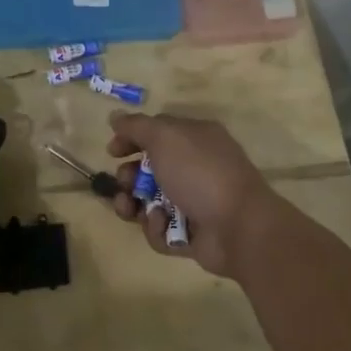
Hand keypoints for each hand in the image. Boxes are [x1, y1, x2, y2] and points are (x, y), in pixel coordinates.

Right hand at [105, 112, 279, 275]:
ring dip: (133, 205)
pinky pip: (161, 230)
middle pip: (149, 170)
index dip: (131, 139)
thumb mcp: (165, 138)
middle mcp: (195, 168)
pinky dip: (156, 228)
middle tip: (126, 183)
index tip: (112, 151)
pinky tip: (162, 224)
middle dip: (129, 177)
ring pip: (150, 202)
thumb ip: (136, 126)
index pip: (157, 133)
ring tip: (129, 209)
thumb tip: (115, 116)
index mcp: (195, 139)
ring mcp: (194, 202)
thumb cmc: (200, 173)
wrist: (238, 226)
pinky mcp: (191, 234)